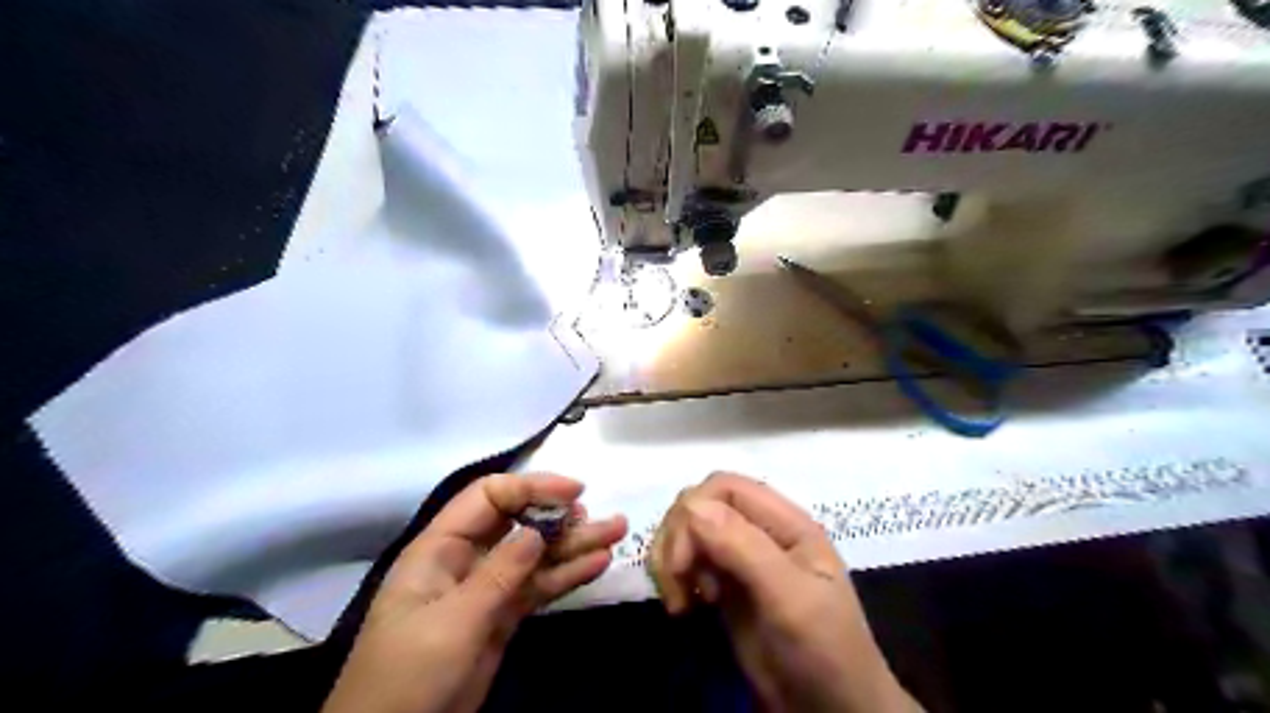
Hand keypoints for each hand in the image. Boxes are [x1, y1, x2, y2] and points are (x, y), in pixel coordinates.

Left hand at [322, 475, 625, 711]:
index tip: (574, 492)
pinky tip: (598, 564)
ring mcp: (487, 588)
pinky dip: (567, 575)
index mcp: (440, 548)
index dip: (531, 487)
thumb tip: (537, 531)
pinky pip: (539, 585)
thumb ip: (498, 574)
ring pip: (536, 555)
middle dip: (561, 517)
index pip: (488, 498)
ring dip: (574, 544)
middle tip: (602, 518)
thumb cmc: (408, 674)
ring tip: (617, 533)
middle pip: (519, 523)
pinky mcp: (503, 615)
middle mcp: (466, 559)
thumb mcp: (452, 622)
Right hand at [649, 475, 918, 711]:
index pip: (725, 486)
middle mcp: (759, 531)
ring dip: (671, 560)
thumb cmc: (823, 650)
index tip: (683, 562)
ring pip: (687, 532)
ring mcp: (740, 558)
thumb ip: (745, 548)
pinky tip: (683, 608)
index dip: (694, 511)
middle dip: (678, 539)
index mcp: (785, 522)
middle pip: (699, 505)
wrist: (830, 711)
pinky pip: (687, 562)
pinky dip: (673, 578)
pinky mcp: (724, 586)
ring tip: (680, 603)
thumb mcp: (791, 599)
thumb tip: (691, 504)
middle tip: (679, 586)